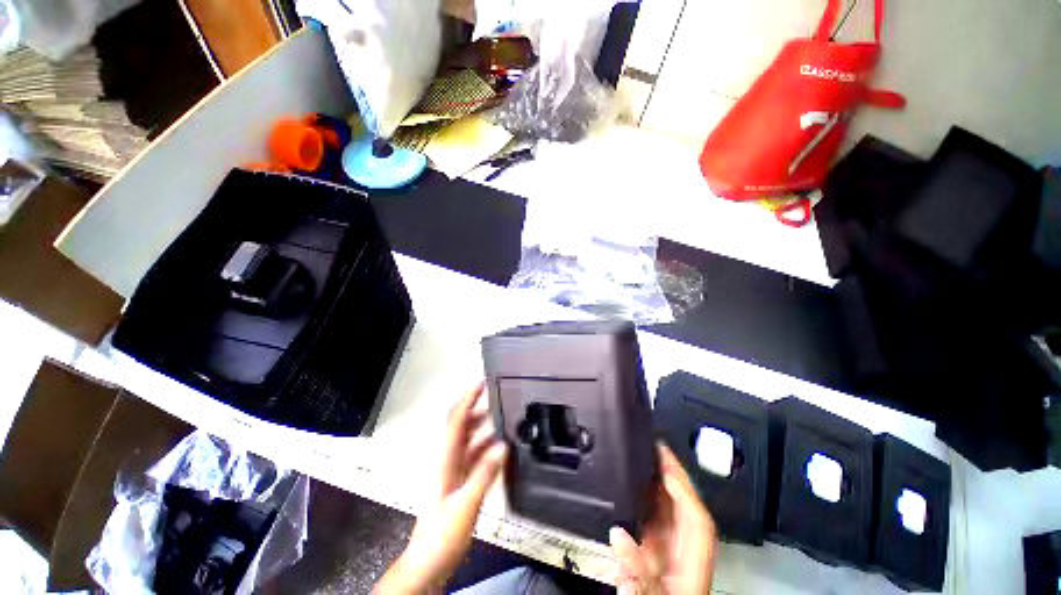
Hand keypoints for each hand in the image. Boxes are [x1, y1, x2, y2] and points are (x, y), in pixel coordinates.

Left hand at [375, 383, 507, 593]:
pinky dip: (486, 447)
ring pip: (469, 440)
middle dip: (475, 408)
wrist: (429, 563)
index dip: (466, 400)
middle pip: (461, 426)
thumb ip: (484, 474)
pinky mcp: (460, 483)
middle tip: (495, 398)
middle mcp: (449, 461)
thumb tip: (502, 446)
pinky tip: (499, 449)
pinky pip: (474, 457)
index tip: (480, 384)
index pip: (455, 421)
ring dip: (482, 427)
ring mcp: (454, 472)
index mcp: (445, 460)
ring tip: (500, 418)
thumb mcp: (465, 504)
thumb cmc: (441, 535)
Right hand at [609, 443, 716, 594]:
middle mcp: (683, 557)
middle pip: (684, 508)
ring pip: (669, 512)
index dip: (683, 485)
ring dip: (656, 483)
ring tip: (640, 458)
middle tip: (650, 447)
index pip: (697, 519)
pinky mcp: (655, 558)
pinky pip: (652, 522)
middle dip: (671, 475)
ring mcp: (670, 557)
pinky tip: (631, 489)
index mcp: (690, 569)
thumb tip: (619, 534)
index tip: (663, 459)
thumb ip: (637, 573)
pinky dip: (643, 502)